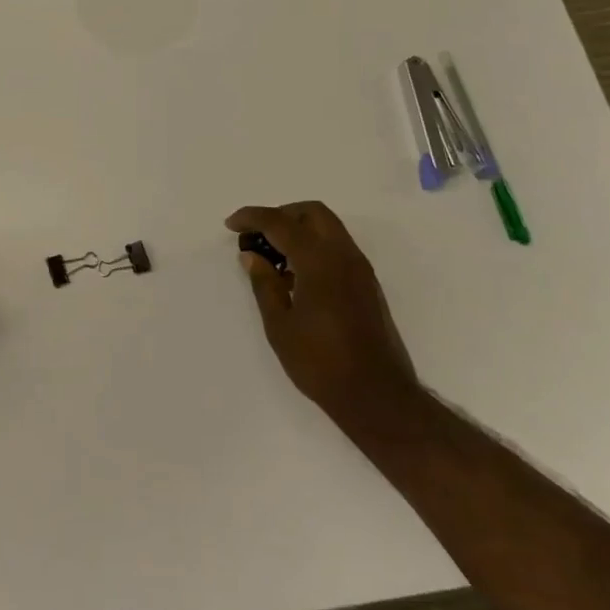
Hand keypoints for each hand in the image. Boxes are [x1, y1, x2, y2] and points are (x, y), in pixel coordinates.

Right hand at [225, 202, 424, 435]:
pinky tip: (295, 275)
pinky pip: (337, 248)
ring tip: (272, 257)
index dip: (252, 217)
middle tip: (256, 234)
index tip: (231, 224)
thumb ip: (264, 284)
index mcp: (319, 261)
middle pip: (311, 213)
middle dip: (281, 215)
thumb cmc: (321, 363)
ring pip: (328, 228)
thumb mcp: (280, 325)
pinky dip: (313, 246)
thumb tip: (252, 256)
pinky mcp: (367, 285)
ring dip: (298, 230)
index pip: (281, 223)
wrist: (377, 396)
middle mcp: (344, 255)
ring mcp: (360, 269)